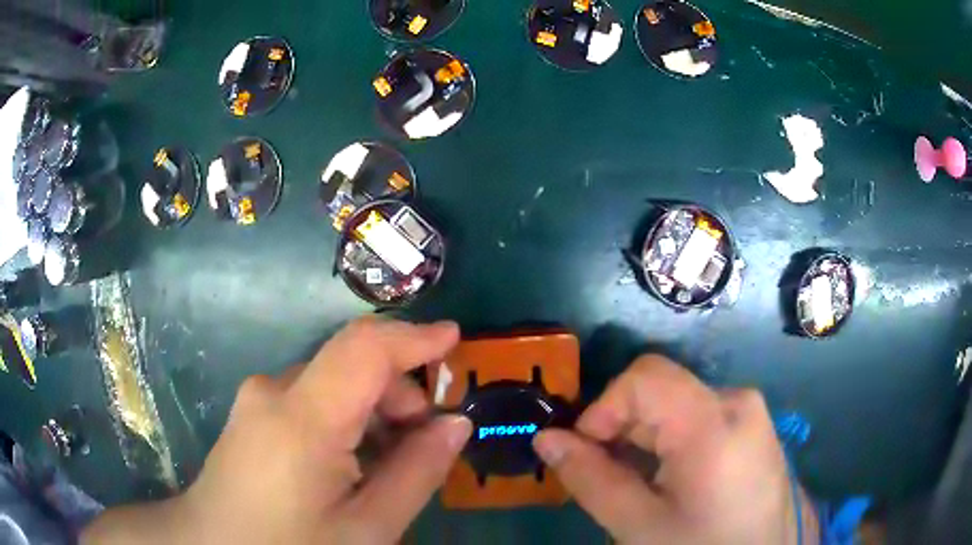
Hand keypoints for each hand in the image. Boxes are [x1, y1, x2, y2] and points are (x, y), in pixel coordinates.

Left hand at [83, 318, 471, 543]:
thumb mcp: (366, 528)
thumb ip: (416, 473)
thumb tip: (455, 425)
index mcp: (302, 418)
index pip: (365, 349)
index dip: (415, 337)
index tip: (457, 340)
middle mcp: (275, 390)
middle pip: (352, 366)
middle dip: (399, 395)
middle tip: (424, 444)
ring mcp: (258, 398)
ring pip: (333, 382)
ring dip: (373, 410)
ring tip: (388, 463)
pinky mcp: (252, 410)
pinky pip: (311, 397)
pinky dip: (345, 418)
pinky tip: (350, 463)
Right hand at [533, 355, 817, 544]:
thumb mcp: (638, 525)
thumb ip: (590, 479)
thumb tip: (547, 438)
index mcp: (712, 422)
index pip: (643, 377)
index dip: (603, 408)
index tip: (585, 452)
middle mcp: (736, 401)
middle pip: (660, 390)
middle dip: (621, 429)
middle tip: (606, 476)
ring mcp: (749, 413)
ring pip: (677, 405)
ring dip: (644, 438)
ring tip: (637, 484)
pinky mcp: (753, 428)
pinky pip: (700, 418)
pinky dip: (670, 442)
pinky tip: (669, 481)